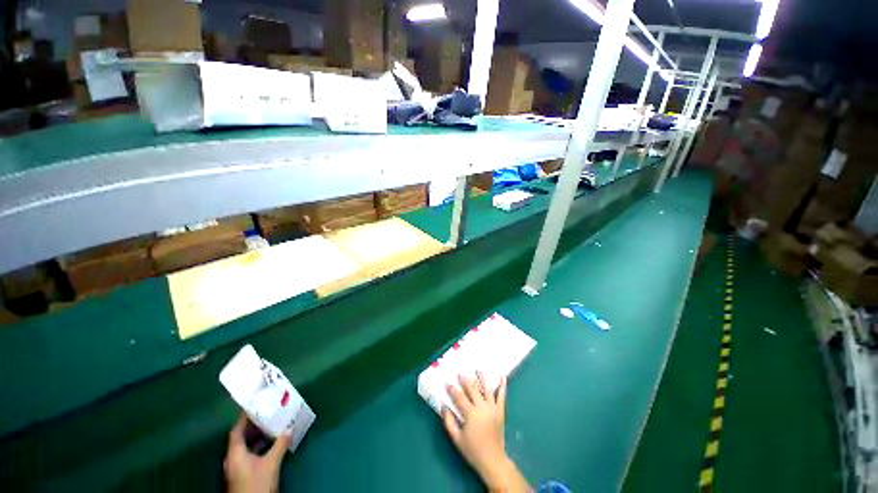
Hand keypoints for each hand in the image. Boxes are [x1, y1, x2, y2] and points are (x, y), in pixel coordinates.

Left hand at [225, 413, 291, 492]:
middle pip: (241, 437)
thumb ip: (280, 444)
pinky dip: (258, 446)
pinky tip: (271, 444)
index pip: (237, 430)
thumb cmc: (257, 483)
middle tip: (267, 412)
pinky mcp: (243, 474)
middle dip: (253, 425)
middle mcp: (233, 458)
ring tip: (271, 425)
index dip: (244, 417)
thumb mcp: (271, 463)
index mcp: (235, 453)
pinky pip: (249, 454)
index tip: (255, 404)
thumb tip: (289, 428)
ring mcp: (237, 467)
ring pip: (246, 446)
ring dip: (257, 436)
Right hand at [443, 373, 529, 492]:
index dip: (452, 389)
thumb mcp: (457, 438)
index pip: (459, 397)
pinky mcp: (500, 411)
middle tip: (460, 374)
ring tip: (478, 370)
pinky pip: (502, 396)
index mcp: (471, 414)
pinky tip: (503, 377)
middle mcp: (482, 407)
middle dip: (465, 380)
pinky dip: (503, 386)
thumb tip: (443, 407)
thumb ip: (449, 422)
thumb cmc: (473, 450)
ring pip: (487, 389)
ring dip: (482, 378)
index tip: (447, 382)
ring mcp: (493, 408)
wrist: (492, 460)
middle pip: (473, 389)